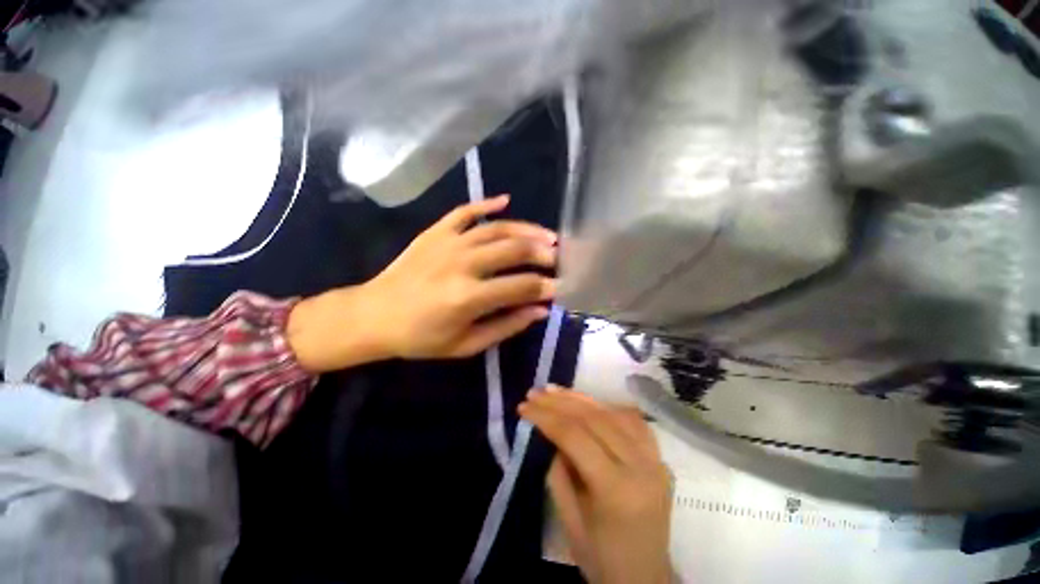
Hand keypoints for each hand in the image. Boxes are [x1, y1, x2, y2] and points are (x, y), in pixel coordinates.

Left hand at [286, 195, 557, 371]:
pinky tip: (506, 199)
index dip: (546, 287)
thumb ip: (507, 326)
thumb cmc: (421, 338)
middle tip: (559, 259)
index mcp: (469, 297)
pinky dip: (487, 203)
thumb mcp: (466, 344)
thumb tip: (540, 310)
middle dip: (543, 254)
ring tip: (547, 235)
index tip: (562, 287)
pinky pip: (465, 211)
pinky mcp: (436, 232)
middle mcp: (462, 264)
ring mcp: (448, 243)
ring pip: (497, 228)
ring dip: (527, 229)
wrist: (374, 315)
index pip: (521, 286)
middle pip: (514, 250)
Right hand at [520, 387, 672, 583]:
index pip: (575, 436)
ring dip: (580, 398)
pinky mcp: (660, 457)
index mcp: (617, 489)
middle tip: (535, 392)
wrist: (645, 578)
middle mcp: (641, 467)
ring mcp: (655, 459)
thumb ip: (558, 470)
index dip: (546, 417)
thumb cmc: (601, 558)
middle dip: (559, 402)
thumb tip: (549, 430)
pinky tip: (587, 402)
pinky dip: (606, 407)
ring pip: (613, 412)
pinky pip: (631, 420)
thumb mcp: (568, 519)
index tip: (524, 406)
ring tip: (555, 391)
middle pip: (594, 419)